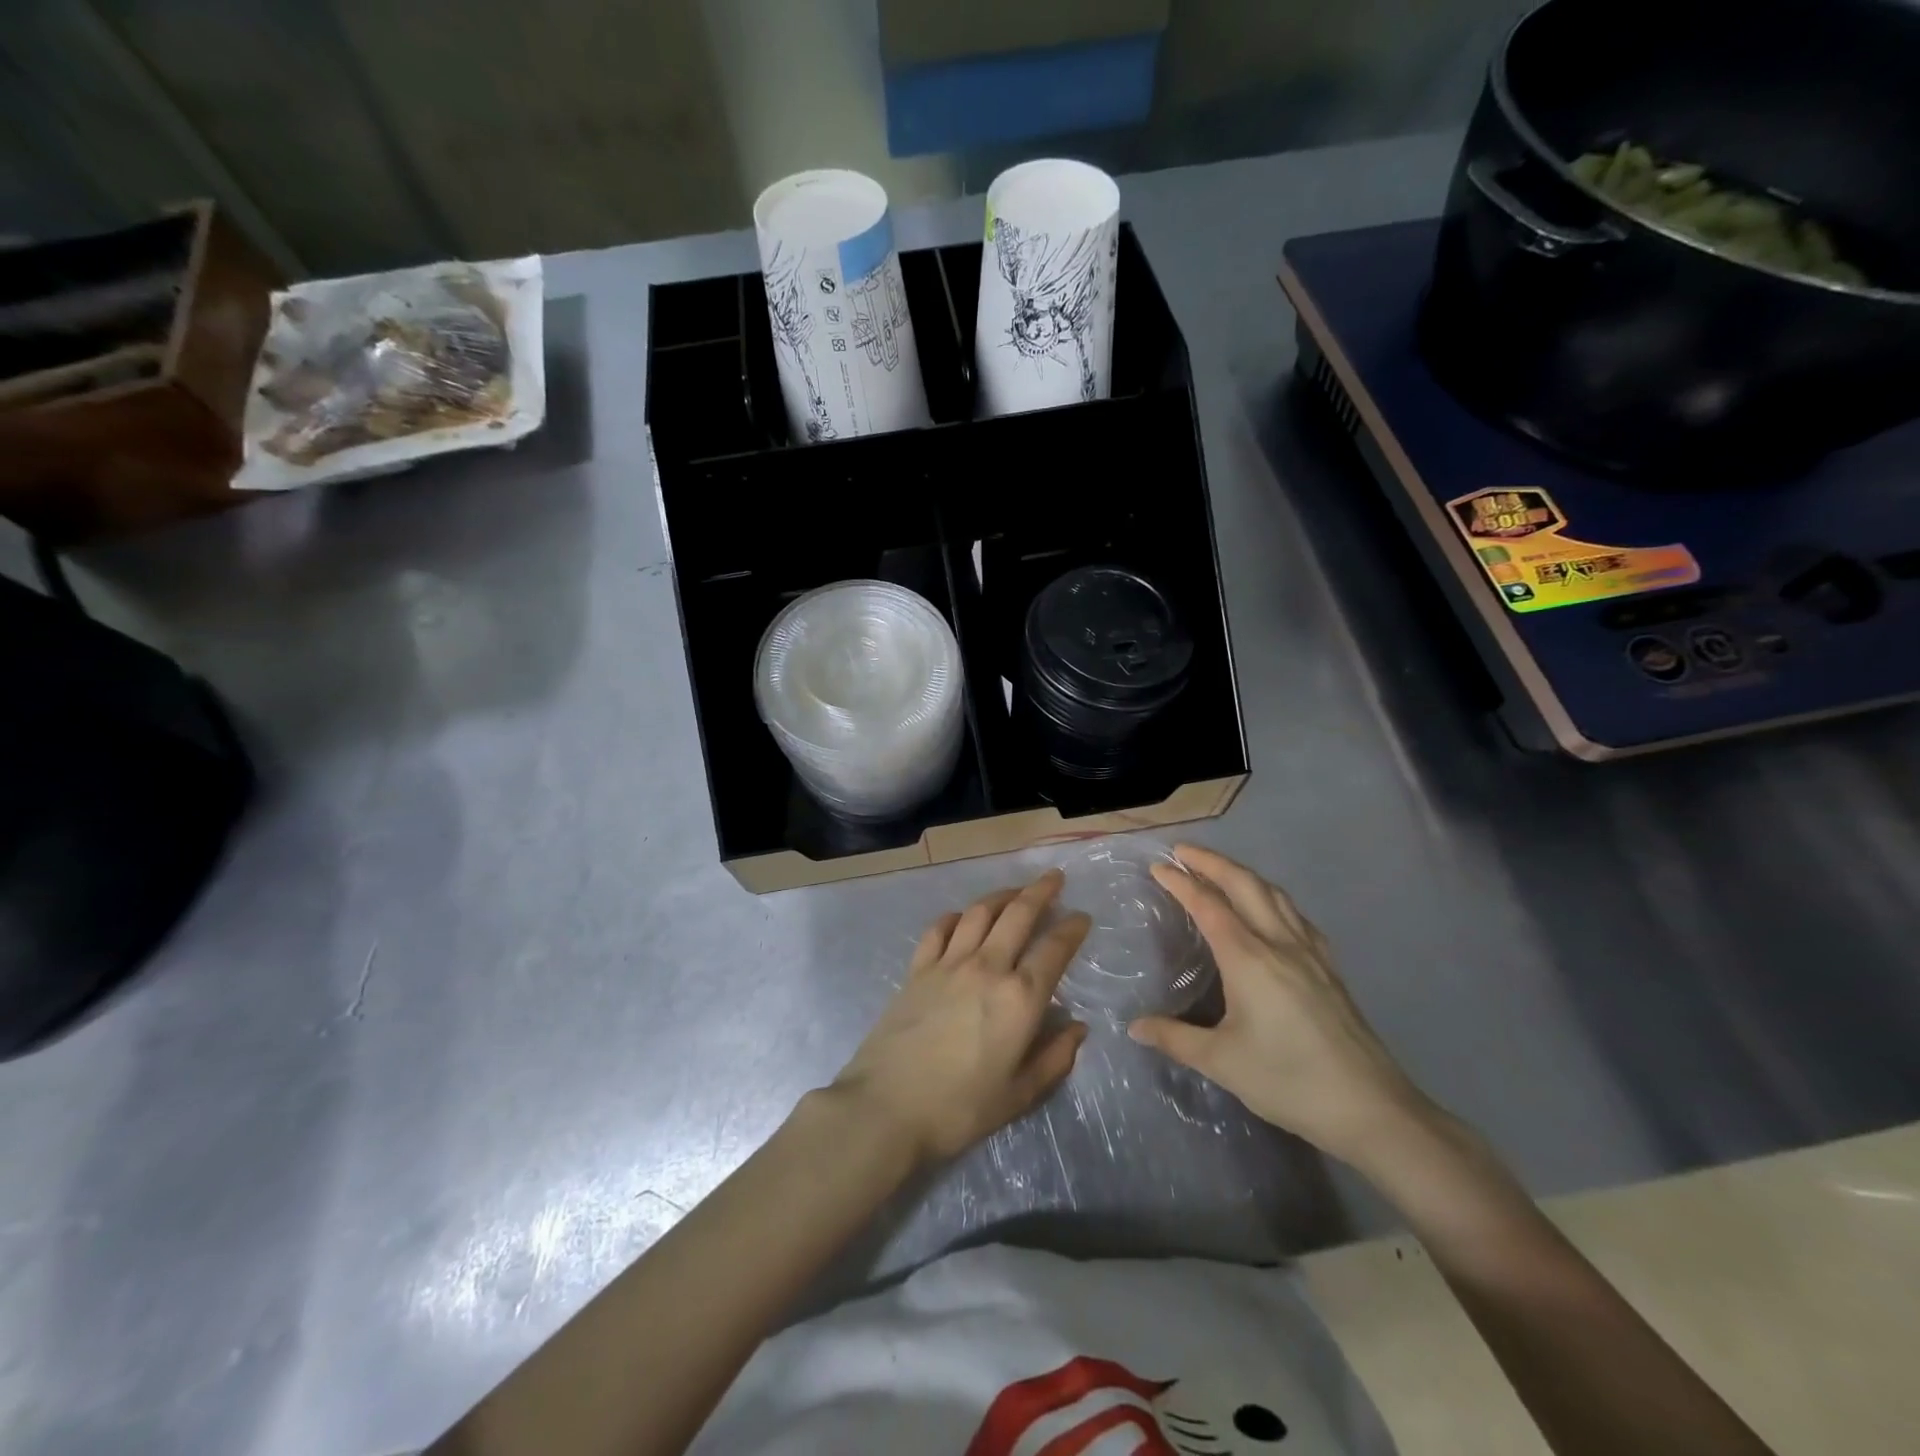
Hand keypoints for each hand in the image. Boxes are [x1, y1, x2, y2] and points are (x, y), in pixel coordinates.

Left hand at [831, 870, 1090, 1169]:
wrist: (886, 1107)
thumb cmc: (960, 1109)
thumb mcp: (1019, 1095)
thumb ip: (1054, 1059)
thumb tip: (1077, 1028)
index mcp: (1020, 998)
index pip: (1054, 950)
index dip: (1072, 929)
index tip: (1082, 917)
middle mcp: (987, 968)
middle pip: (1018, 915)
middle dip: (1040, 891)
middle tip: (1054, 877)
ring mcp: (948, 964)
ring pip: (979, 913)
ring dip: (1001, 895)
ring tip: (1015, 890)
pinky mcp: (917, 969)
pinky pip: (939, 929)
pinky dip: (956, 916)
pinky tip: (963, 917)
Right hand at [1128, 844, 1429, 1166]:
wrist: (1372, 1109)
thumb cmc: (1289, 1081)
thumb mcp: (1222, 1062)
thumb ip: (1175, 1038)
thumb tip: (1135, 1027)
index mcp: (1249, 959)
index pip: (1208, 905)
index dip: (1181, 882)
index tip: (1158, 866)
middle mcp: (1280, 943)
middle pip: (1245, 885)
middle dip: (1212, 862)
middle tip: (1183, 851)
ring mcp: (1311, 953)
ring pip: (1274, 894)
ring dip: (1243, 874)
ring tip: (1220, 871)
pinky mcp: (1330, 968)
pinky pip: (1295, 915)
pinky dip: (1271, 897)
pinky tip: (1270, 910)